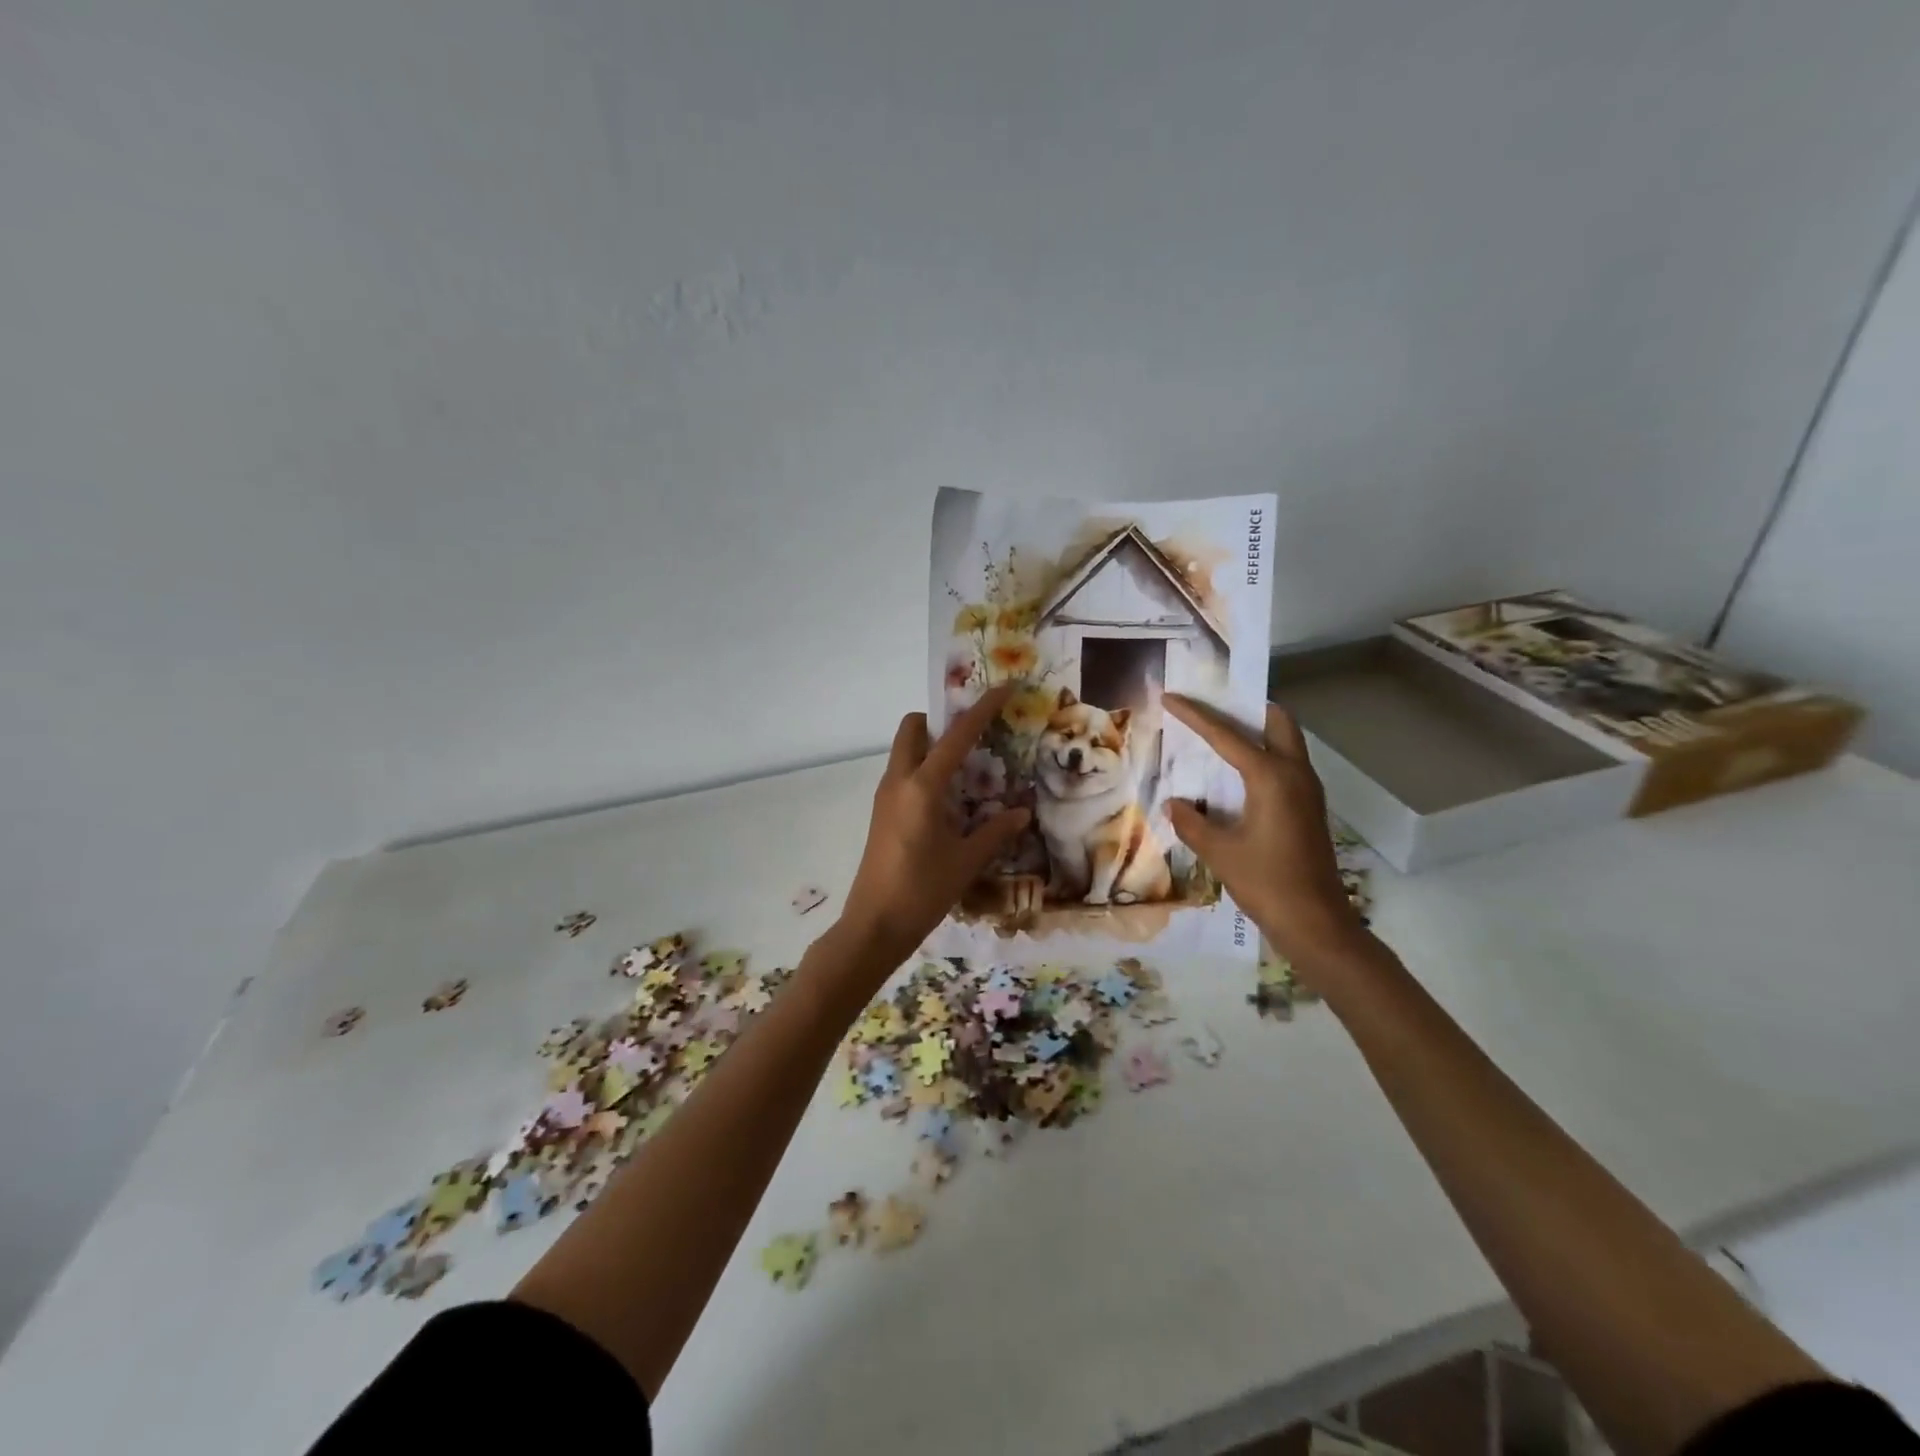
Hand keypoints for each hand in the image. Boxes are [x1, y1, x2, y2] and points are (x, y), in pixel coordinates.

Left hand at [836, 686, 1031, 973]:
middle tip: (973, 737)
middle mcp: (899, 781)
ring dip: (932, 746)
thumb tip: (1022, 811)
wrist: (873, 925)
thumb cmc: (922, 890)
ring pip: (905, 751)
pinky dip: (925, 770)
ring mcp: (885, 796)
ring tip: (968, 768)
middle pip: (913, 728)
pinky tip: (949, 798)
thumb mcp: (966, 861)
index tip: (1003, 688)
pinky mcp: (881, 813)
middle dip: (941, 721)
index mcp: (922, 786)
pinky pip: (903, 774)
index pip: (956, 736)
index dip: (982, 709)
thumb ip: (996, 831)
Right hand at [1163, 695, 1364, 973]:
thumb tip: (1175, 803)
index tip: (1171, 696)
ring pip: (1286, 742)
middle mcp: (1295, 774)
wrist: (1316, 923)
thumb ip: (1193, 822)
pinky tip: (1237, 775)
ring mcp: (1308, 791)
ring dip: (1257, 731)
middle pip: (1276, 721)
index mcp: (1271, 777)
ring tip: (1221, 734)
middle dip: (1246, 707)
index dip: (1195, 715)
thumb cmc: (1266, 883)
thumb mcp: (1219, 852)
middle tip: (1214, 706)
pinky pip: (1286, 764)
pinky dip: (1263, 755)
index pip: (1226, 735)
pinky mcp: (1309, 808)